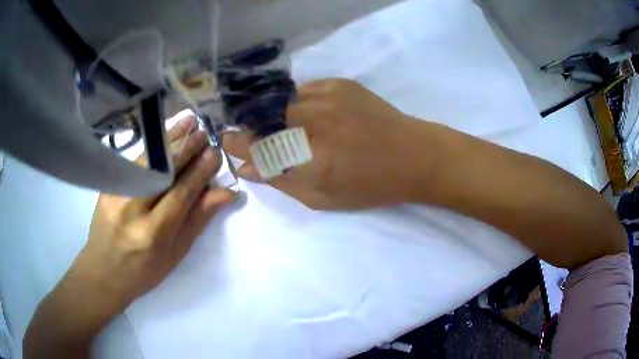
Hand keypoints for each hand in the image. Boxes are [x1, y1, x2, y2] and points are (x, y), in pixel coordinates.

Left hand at [71, 115, 235, 311]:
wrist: (103, 271)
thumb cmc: (144, 271)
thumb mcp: (175, 254)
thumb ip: (197, 220)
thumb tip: (225, 193)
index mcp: (153, 234)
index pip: (181, 194)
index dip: (200, 172)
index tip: (215, 153)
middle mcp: (132, 209)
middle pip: (162, 171)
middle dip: (186, 148)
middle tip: (204, 132)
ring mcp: (115, 194)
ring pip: (147, 160)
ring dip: (169, 139)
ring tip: (189, 122)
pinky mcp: (107, 187)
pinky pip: (133, 163)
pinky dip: (152, 147)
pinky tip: (164, 136)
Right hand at [224, 79, 442, 209]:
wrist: (413, 155)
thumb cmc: (371, 185)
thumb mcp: (324, 198)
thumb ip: (282, 182)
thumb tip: (247, 167)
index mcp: (313, 159)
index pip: (257, 146)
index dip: (236, 143)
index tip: (226, 141)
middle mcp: (317, 121)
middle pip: (263, 117)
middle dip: (253, 127)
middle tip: (259, 137)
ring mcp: (329, 97)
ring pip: (282, 100)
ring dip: (277, 115)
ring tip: (290, 127)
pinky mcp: (341, 83)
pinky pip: (304, 91)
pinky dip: (299, 103)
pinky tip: (312, 115)